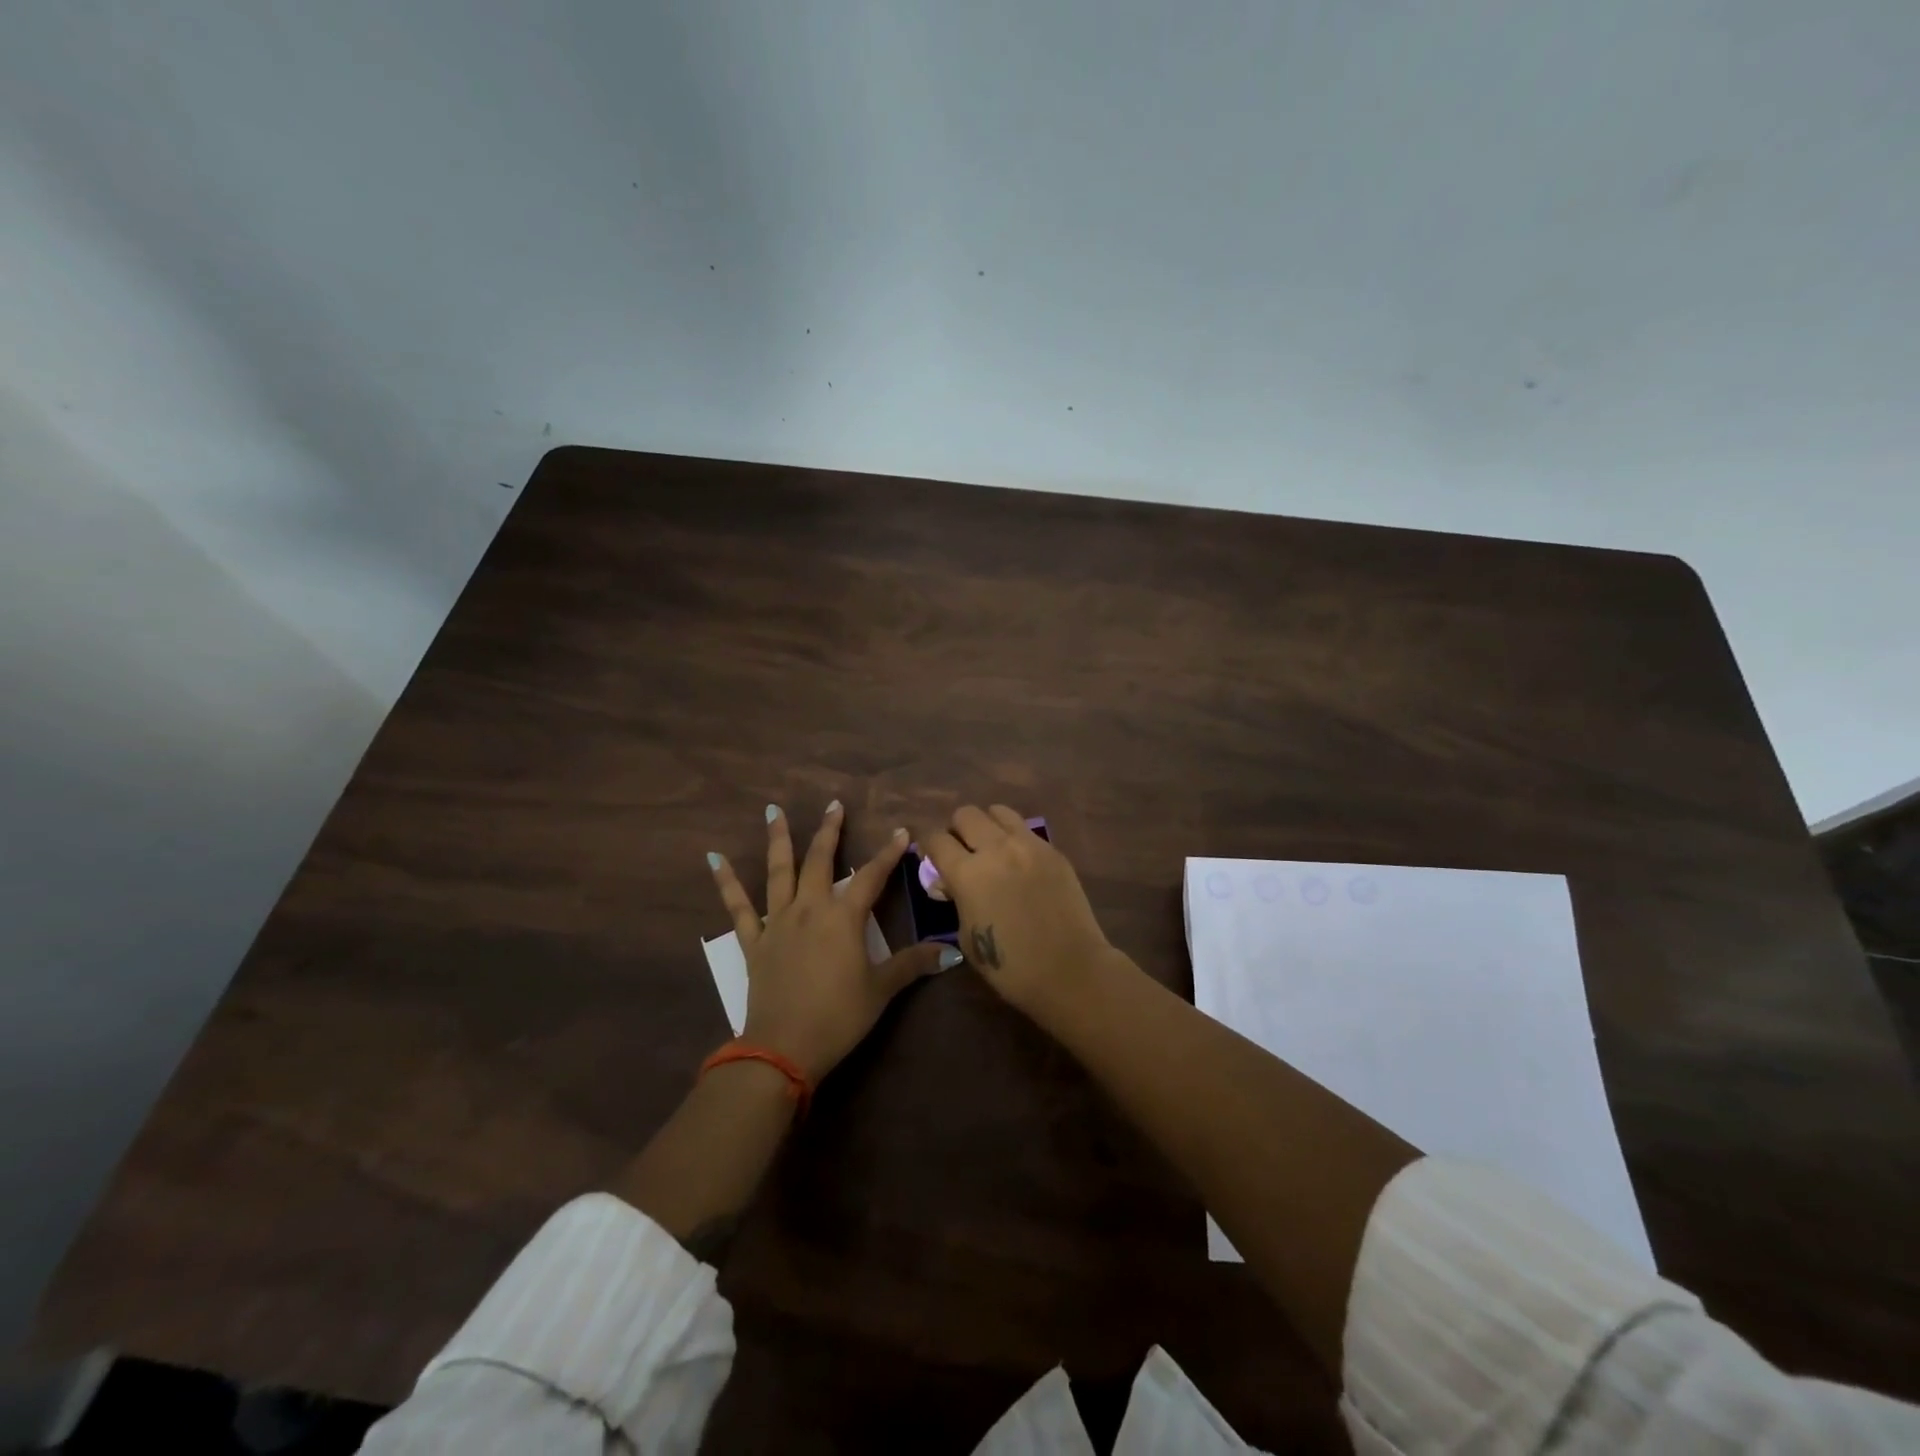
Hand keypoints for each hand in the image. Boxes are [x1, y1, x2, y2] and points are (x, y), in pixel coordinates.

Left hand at [708, 802, 954, 1082]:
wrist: (784, 1048)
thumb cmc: (839, 1016)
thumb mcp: (881, 990)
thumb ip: (913, 965)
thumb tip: (950, 952)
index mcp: (843, 918)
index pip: (871, 876)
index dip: (888, 853)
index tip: (901, 831)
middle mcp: (810, 909)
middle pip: (821, 861)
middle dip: (830, 831)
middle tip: (834, 805)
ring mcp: (778, 922)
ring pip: (778, 871)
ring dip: (778, 839)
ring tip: (773, 810)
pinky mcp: (754, 941)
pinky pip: (737, 906)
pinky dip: (726, 881)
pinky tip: (714, 858)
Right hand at [917, 805, 1113, 1019]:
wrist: (1070, 970)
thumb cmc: (1011, 966)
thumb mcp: (967, 936)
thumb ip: (956, 899)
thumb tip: (949, 882)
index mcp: (968, 873)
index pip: (936, 838)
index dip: (926, 844)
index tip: (928, 853)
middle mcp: (996, 848)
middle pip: (965, 814)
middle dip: (957, 830)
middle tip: (962, 852)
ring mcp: (1029, 845)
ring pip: (998, 812)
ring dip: (987, 826)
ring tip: (991, 849)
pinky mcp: (1053, 851)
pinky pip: (1026, 830)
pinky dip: (1014, 838)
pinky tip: (1019, 863)